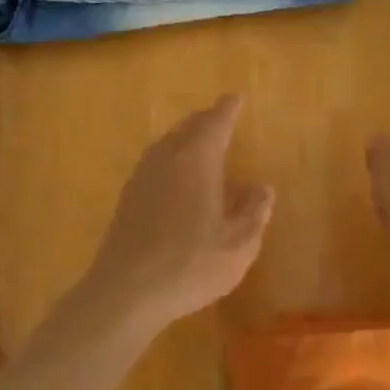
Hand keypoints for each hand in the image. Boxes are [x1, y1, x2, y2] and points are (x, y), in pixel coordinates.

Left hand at [81, 95, 274, 336]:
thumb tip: (263, 187)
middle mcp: (167, 159)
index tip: (236, 98)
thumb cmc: (190, 265)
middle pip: (187, 128)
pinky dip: (170, 158)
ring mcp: (142, 178)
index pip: (215, 123)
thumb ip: (254, 212)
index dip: (227, 110)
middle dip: (206, 120)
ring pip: (167, 144)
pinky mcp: (127, 199)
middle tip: (220, 116)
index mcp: (197, 161)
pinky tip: (174, 176)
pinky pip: (154, 163)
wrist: (126, 291)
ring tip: (199, 140)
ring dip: (185, 137)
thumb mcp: (238, 244)